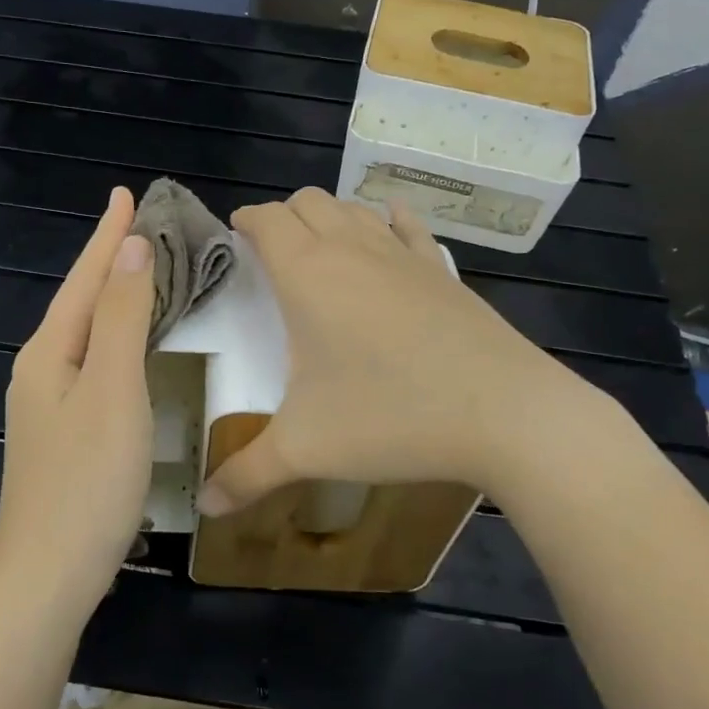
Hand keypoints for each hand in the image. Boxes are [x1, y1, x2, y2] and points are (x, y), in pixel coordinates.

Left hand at [0, 188, 154, 612]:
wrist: (47, 576)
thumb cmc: (87, 480)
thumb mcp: (112, 390)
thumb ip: (121, 318)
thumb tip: (128, 250)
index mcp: (49, 352)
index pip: (84, 278)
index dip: (107, 235)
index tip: (125, 193)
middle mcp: (41, 370)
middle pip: (80, 301)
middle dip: (108, 260)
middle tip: (141, 226)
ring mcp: (48, 405)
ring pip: (86, 332)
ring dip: (112, 297)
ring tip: (140, 271)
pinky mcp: (64, 433)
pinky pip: (92, 362)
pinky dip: (115, 337)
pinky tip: (129, 346)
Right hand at [196, 188, 622, 515]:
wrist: (503, 413)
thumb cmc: (390, 417)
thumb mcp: (306, 450)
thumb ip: (247, 475)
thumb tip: (206, 507)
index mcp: (307, 275)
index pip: (267, 220)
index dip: (245, 219)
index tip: (233, 234)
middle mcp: (351, 250)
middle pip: (308, 202)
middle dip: (283, 216)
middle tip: (269, 252)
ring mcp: (402, 255)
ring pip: (354, 209)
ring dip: (328, 216)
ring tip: (318, 247)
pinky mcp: (441, 270)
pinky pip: (408, 226)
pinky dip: (388, 219)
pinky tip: (388, 225)